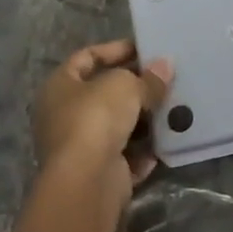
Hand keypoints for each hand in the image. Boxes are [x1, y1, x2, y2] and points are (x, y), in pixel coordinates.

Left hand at [34, 40, 172, 206]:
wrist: (87, 182)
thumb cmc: (96, 118)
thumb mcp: (127, 87)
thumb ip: (148, 78)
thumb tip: (166, 66)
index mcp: (59, 86)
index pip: (86, 57)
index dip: (115, 49)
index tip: (145, 49)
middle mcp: (63, 115)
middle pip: (103, 94)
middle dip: (134, 87)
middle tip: (165, 80)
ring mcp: (79, 148)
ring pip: (116, 127)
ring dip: (143, 120)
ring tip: (173, 109)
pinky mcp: (96, 174)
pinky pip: (124, 157)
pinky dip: (143, 152)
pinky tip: (166, 142)